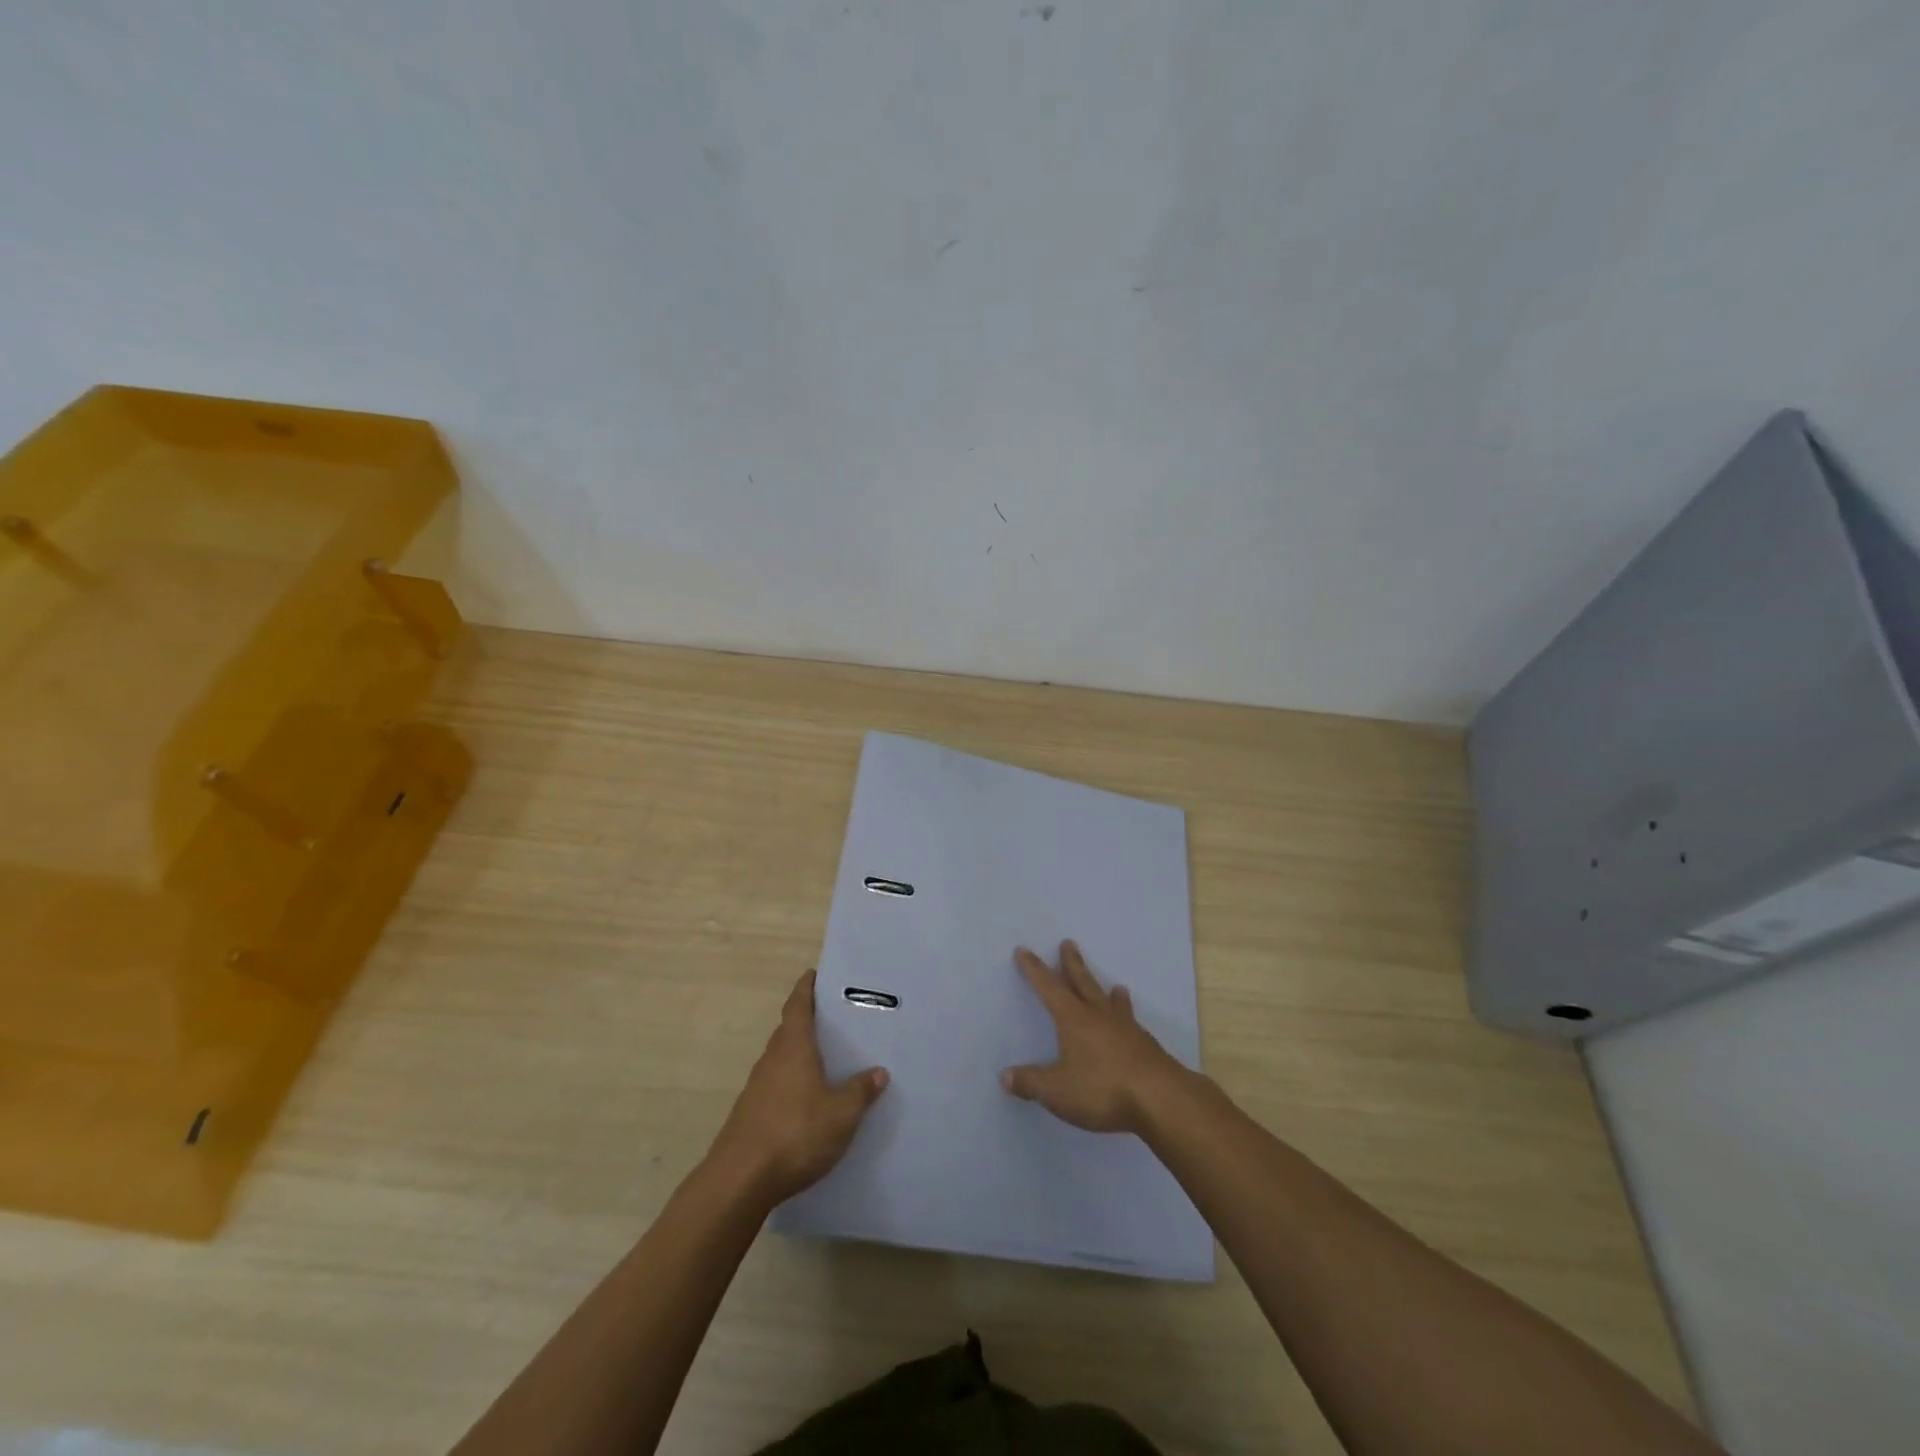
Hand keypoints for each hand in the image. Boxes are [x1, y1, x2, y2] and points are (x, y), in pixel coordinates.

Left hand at [708, 969, 888, 1205]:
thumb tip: (878, 1072)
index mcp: (794, 1048)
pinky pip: (775, 1085)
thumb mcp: (841, 1114)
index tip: (814, 975)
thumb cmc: (795, 1134)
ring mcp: (757, 1087)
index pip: (797, 1006)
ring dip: (799, 1054)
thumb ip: (860, 1091)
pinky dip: (791, 1082)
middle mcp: (772, 1059)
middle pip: (788, 1030)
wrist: (739, 1181)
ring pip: (781, 1059)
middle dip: (807, 1021)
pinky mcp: (750, 1113)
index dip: (805, 988)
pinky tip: (807, 1101)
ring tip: (826, 1059)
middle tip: (833, 1019)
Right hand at [1002, 941, 1187, 1134]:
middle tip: (1068, 943)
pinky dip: (1126, 1016)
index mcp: (1073, 1019)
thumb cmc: (1102, 1089)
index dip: (1034, 969)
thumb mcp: (1057, 1091)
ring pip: (1111, 1002)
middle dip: (1072, 964)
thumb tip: (1005, 1076)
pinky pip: (1131, 1023)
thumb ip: (1030, 1082)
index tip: (1024, 950)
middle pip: (1083, 983)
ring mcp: (1126, 1029)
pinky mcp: (1145, 1046)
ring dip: (1106, 991)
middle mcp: (1099, 1016)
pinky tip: (1132, 1022)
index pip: (1049, 987)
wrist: (1161, 1098)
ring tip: (1114, 985)